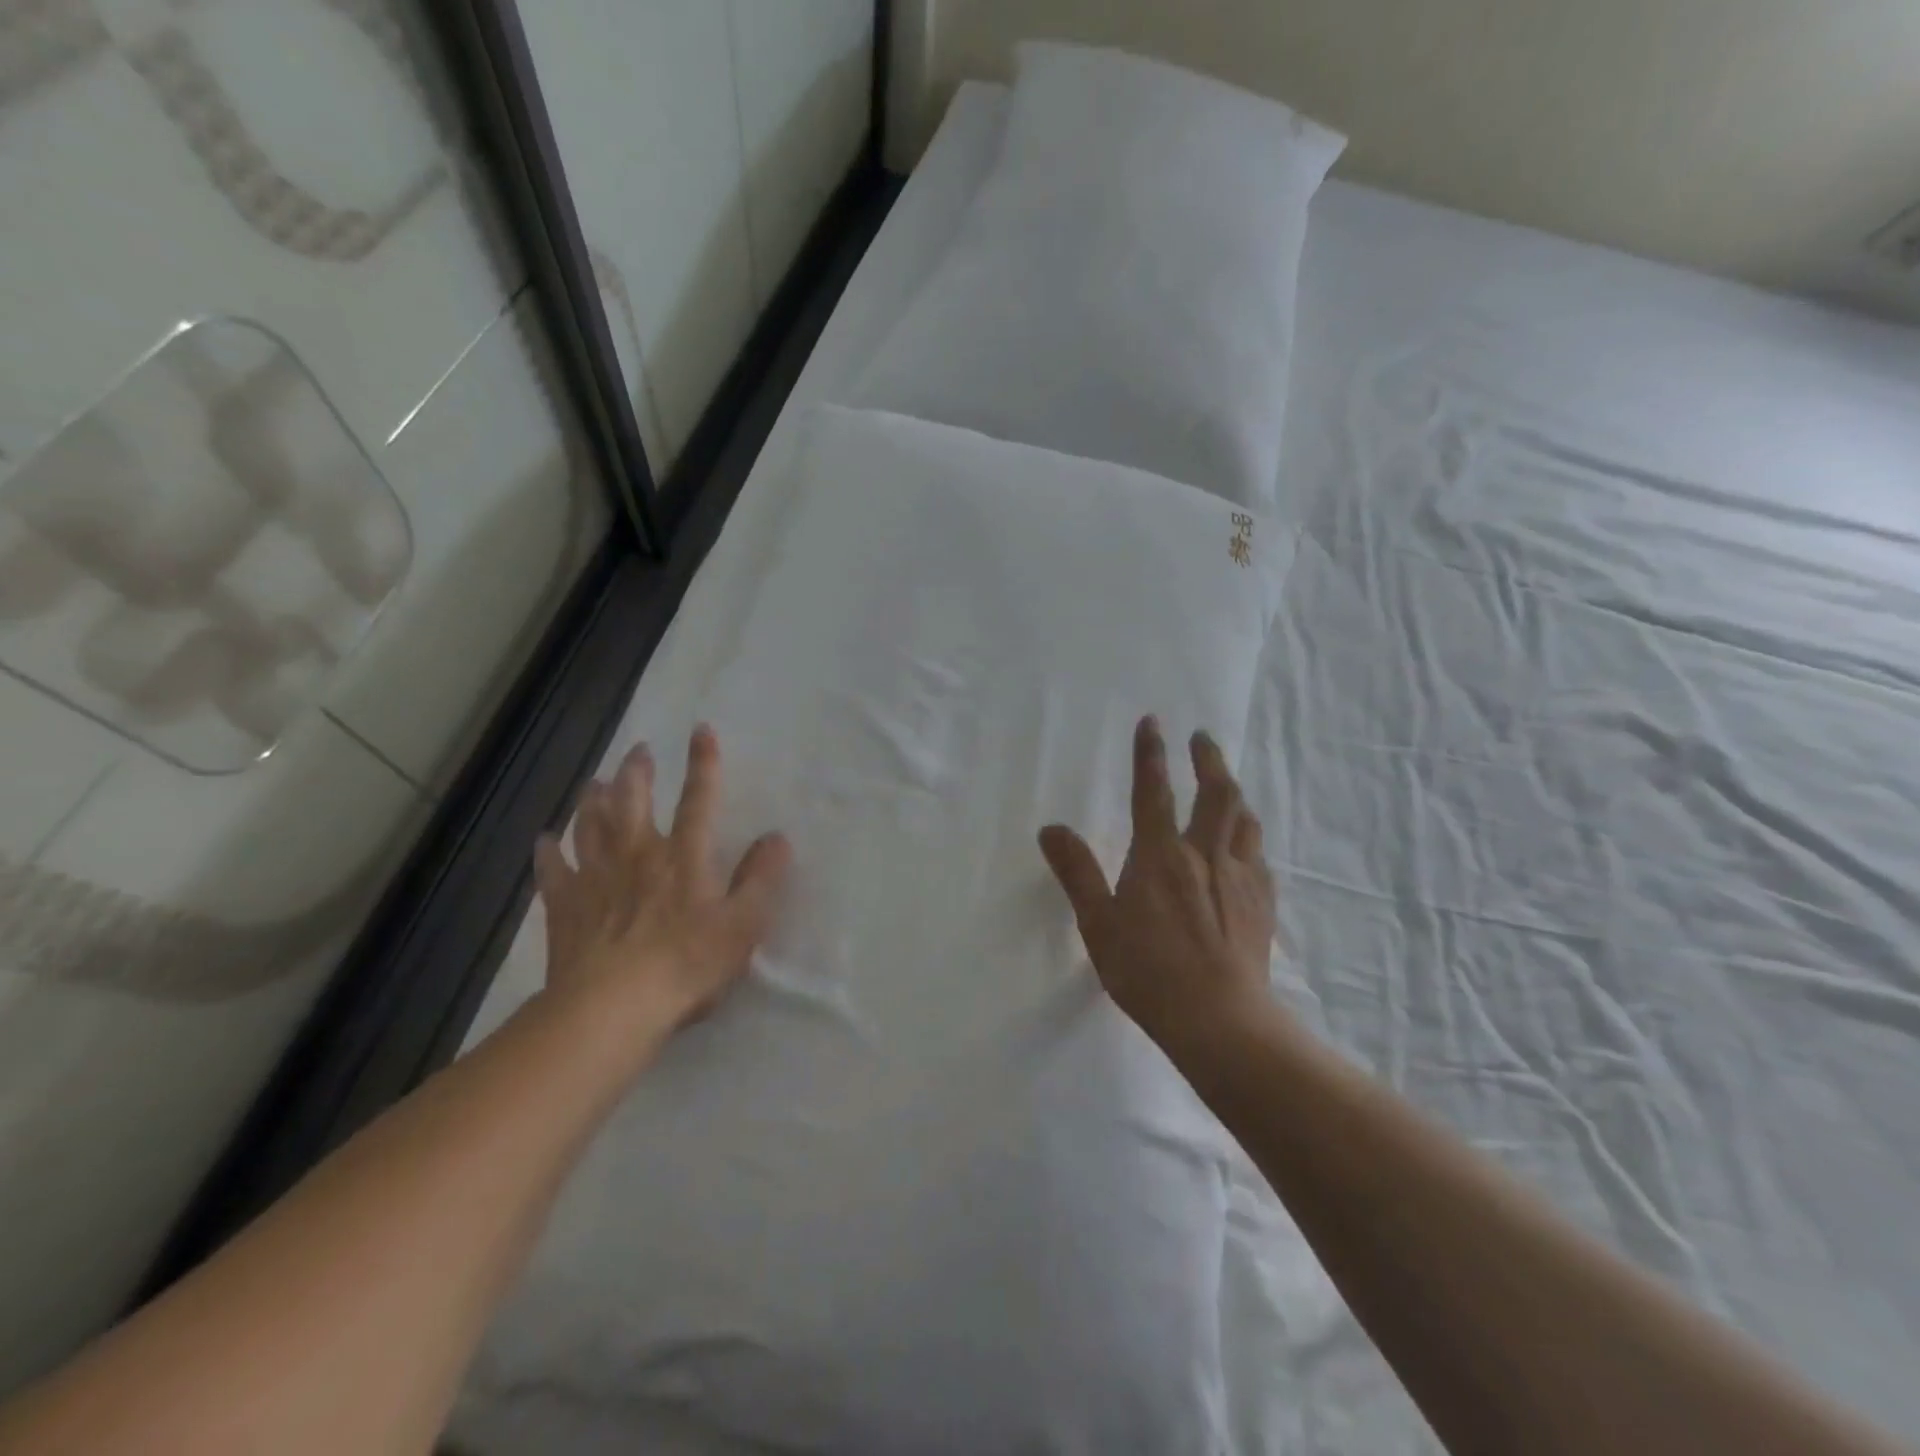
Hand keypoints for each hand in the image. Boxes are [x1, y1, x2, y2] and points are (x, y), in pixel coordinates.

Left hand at [534, 726, 791, 1039]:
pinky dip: (549, 851)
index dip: (703, 763)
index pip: (698, 799)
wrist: (611, 1007)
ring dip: (593, 800)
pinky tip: (546, 840)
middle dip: (637, 772)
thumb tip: (777, 837)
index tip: (701, 730)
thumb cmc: (686, 965)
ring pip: (591, 825)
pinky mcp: (565, 906)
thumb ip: (761, 878)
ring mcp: (596, 878)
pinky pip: (553, 870)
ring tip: (594, 782)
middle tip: (638, 751)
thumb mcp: (743, 924)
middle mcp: (638, 854)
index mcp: (684, 856)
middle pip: (634, 801)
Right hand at [1039, 716, 1276, 1061]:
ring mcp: (1240, 877)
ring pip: (1244, 819)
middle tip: (1202, 738)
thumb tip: (1051, 829)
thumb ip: (1076, 872)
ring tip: (1226, 784)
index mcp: (1161, 855)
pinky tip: (1246, 846)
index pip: (1154, 792)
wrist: (1219, 1018)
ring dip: (1234, 792)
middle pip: (1215, 793)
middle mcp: (1205, 854)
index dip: (1151, 754)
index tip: (1153, 722)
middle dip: (1208, 759)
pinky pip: (1258, 855)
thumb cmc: (1148, 970)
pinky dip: (1249, 837)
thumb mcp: (1098, 923)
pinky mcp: (1262, 902)